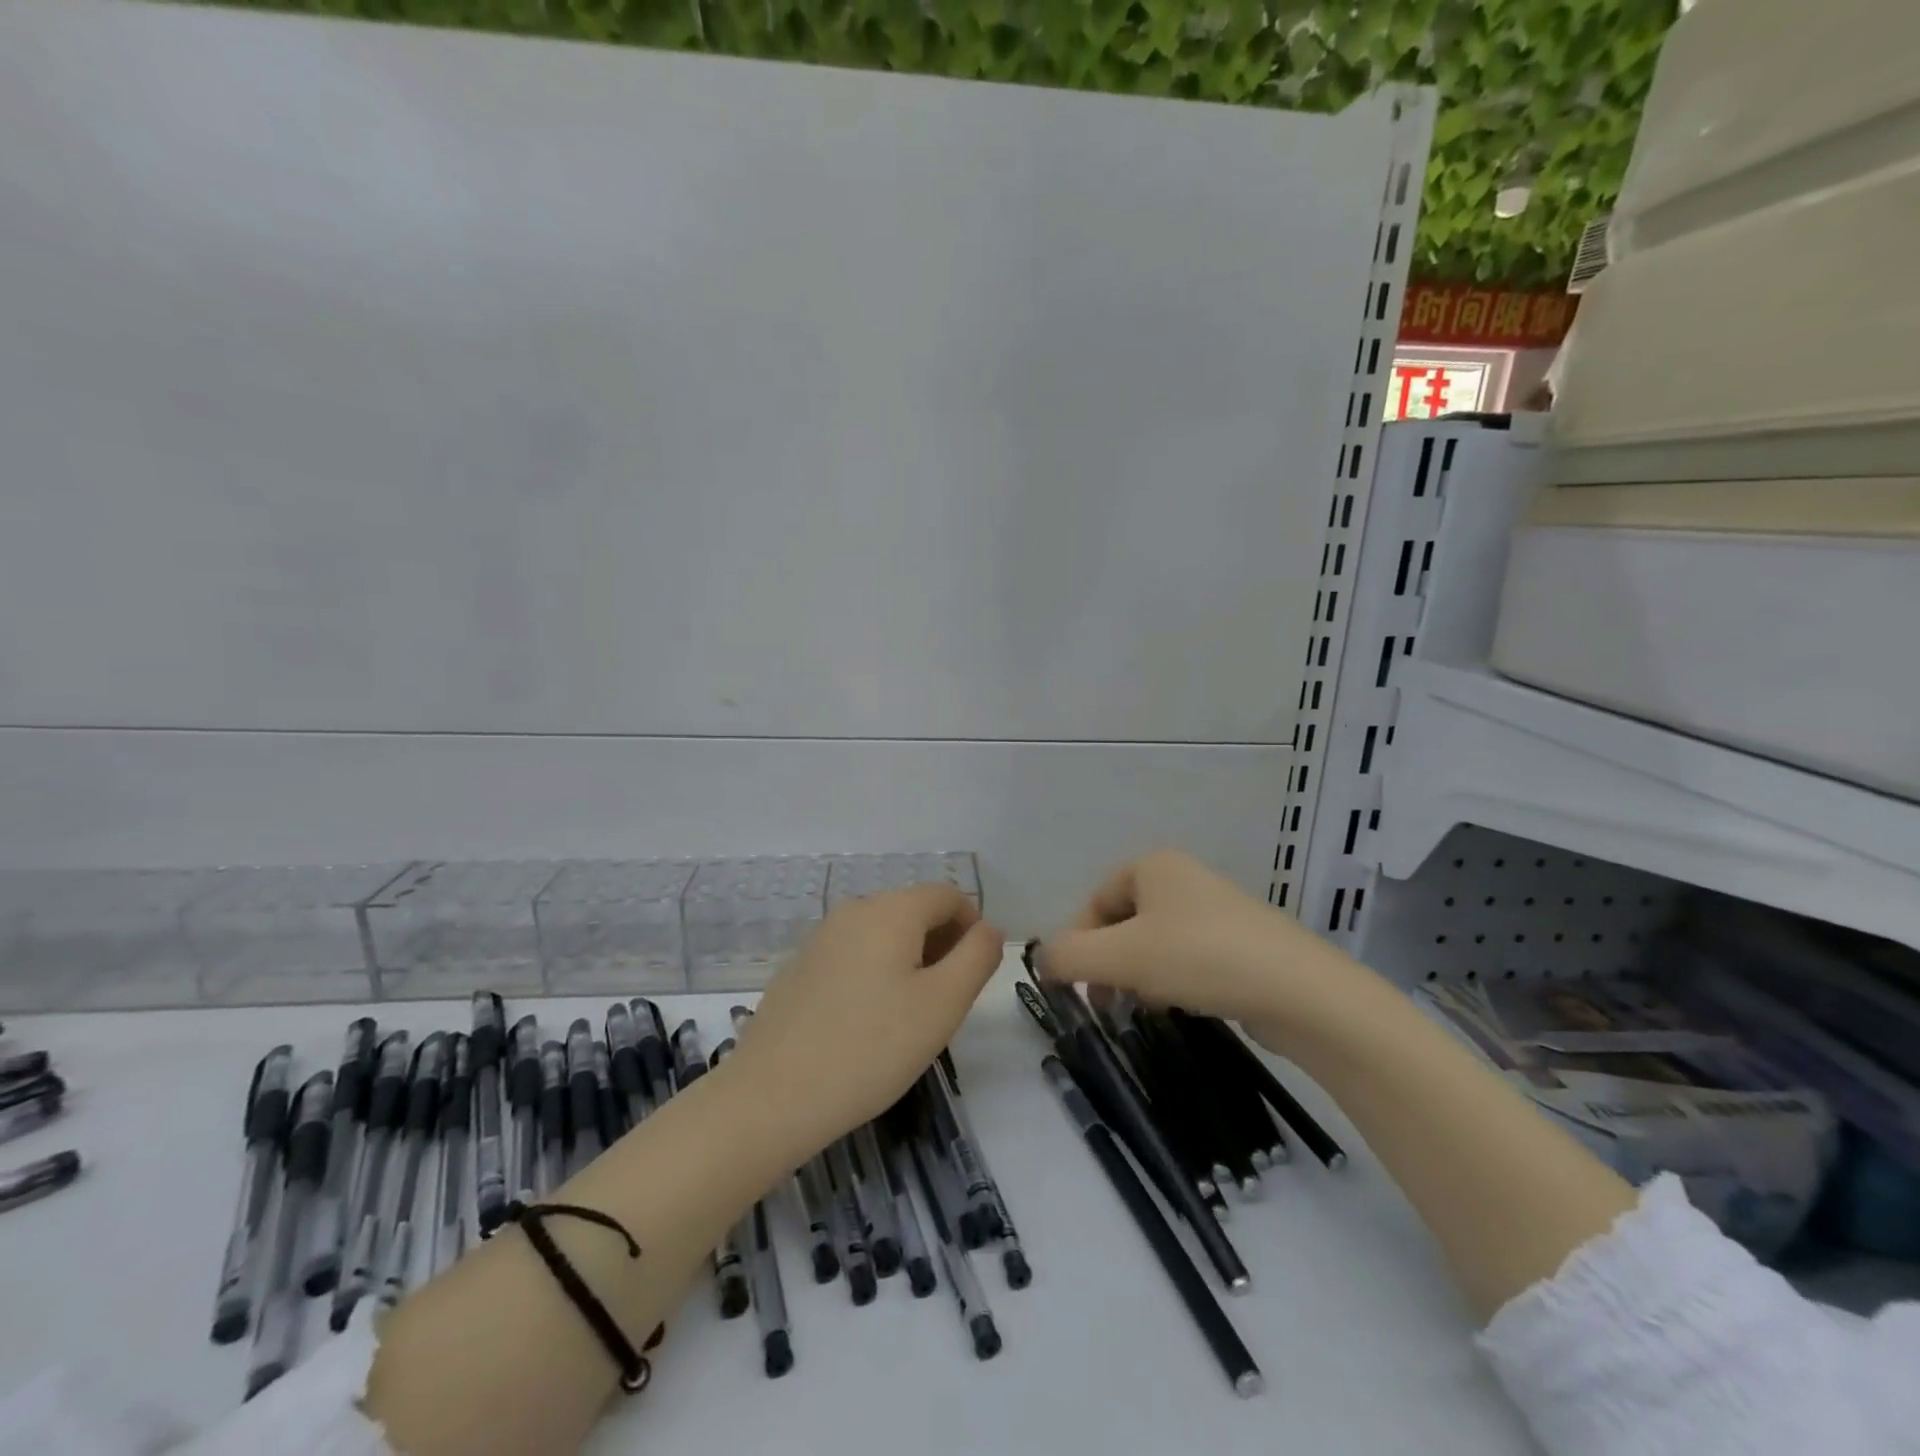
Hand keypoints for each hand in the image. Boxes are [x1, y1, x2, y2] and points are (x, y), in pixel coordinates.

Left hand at [728, 884, 1003, 1152]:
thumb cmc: (871, 1048)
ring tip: (908, 1017)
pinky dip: (874, 973)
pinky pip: (853, 954)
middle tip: (946, 1003)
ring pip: (883, 933)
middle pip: (914, 910)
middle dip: (941, 945)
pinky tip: (866, 1024)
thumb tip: (987, 929)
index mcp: (892, 909)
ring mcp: (821, 937)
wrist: (773, 1096)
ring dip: (909, 961)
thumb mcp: (943, 1004)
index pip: (949, 895)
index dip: (973, 928)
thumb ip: (977, 957)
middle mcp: (854, 909)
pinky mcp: (799, 966)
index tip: (974, 976)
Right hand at [1040, 850, 1364, 1055]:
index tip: (1076, 986)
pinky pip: (1186, 957)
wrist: (1300, 993)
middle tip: (1104, 1003)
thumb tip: (1041, 960)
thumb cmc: (1200, 959)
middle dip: (1107, 962)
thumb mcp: (1121, 957)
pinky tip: (1178, 1005)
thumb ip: (1068, 956)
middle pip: (1123, 922)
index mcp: (1153, 865)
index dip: (1078, 943)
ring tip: (1142, 1006)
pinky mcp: (1240, 943)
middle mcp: (1183, 878)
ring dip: (1137, 975)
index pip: (1094, 901)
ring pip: (1154, 942)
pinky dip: (1172, 980)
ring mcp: (1215, 910)